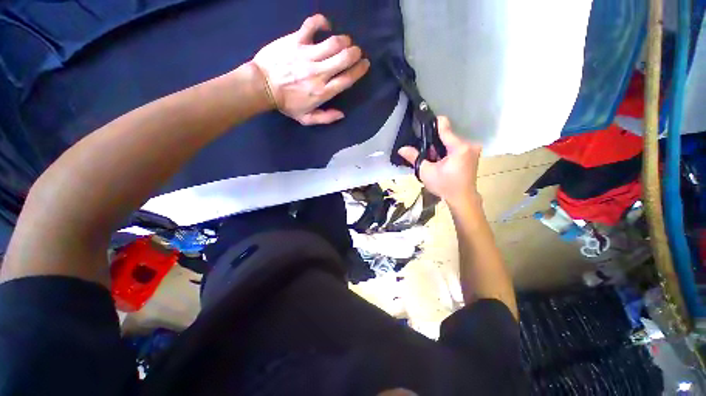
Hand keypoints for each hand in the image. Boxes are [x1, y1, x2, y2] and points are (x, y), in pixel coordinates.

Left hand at [252, 14, 369, 124]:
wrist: (261, 87)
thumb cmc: (285, 104)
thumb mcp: (306, 119)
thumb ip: (325, 118)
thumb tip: (342, 114)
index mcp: (322, 92)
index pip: (347, 79)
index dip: (359, 70)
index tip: (365, 64)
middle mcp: (319, 73)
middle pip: (344, 58)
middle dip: (355, 53)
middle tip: (356, 52)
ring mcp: (307, 55)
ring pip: (334, 42)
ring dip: (344, 40)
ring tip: (345, 41)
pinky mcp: (296, 40)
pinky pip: (312, 25)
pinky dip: (322, 22)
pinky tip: (326, 26)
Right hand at [398, 116, 482, 207]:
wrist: (462, 199)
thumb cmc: (444, 186)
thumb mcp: (426, 172)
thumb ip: (414, 158)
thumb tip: (401, 149)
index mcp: (459, 147)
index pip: (445, 126)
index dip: (432, 124)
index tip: (422, 125)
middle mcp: (469, 144)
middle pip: (447, 135)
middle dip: (435, 143)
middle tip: (426, 154)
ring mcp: (473, 149)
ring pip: (451, 142)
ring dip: (440, 148)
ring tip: (433, 159)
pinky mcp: (473, 154)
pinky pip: (456, 147)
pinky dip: (447, 152)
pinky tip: (441, 161)